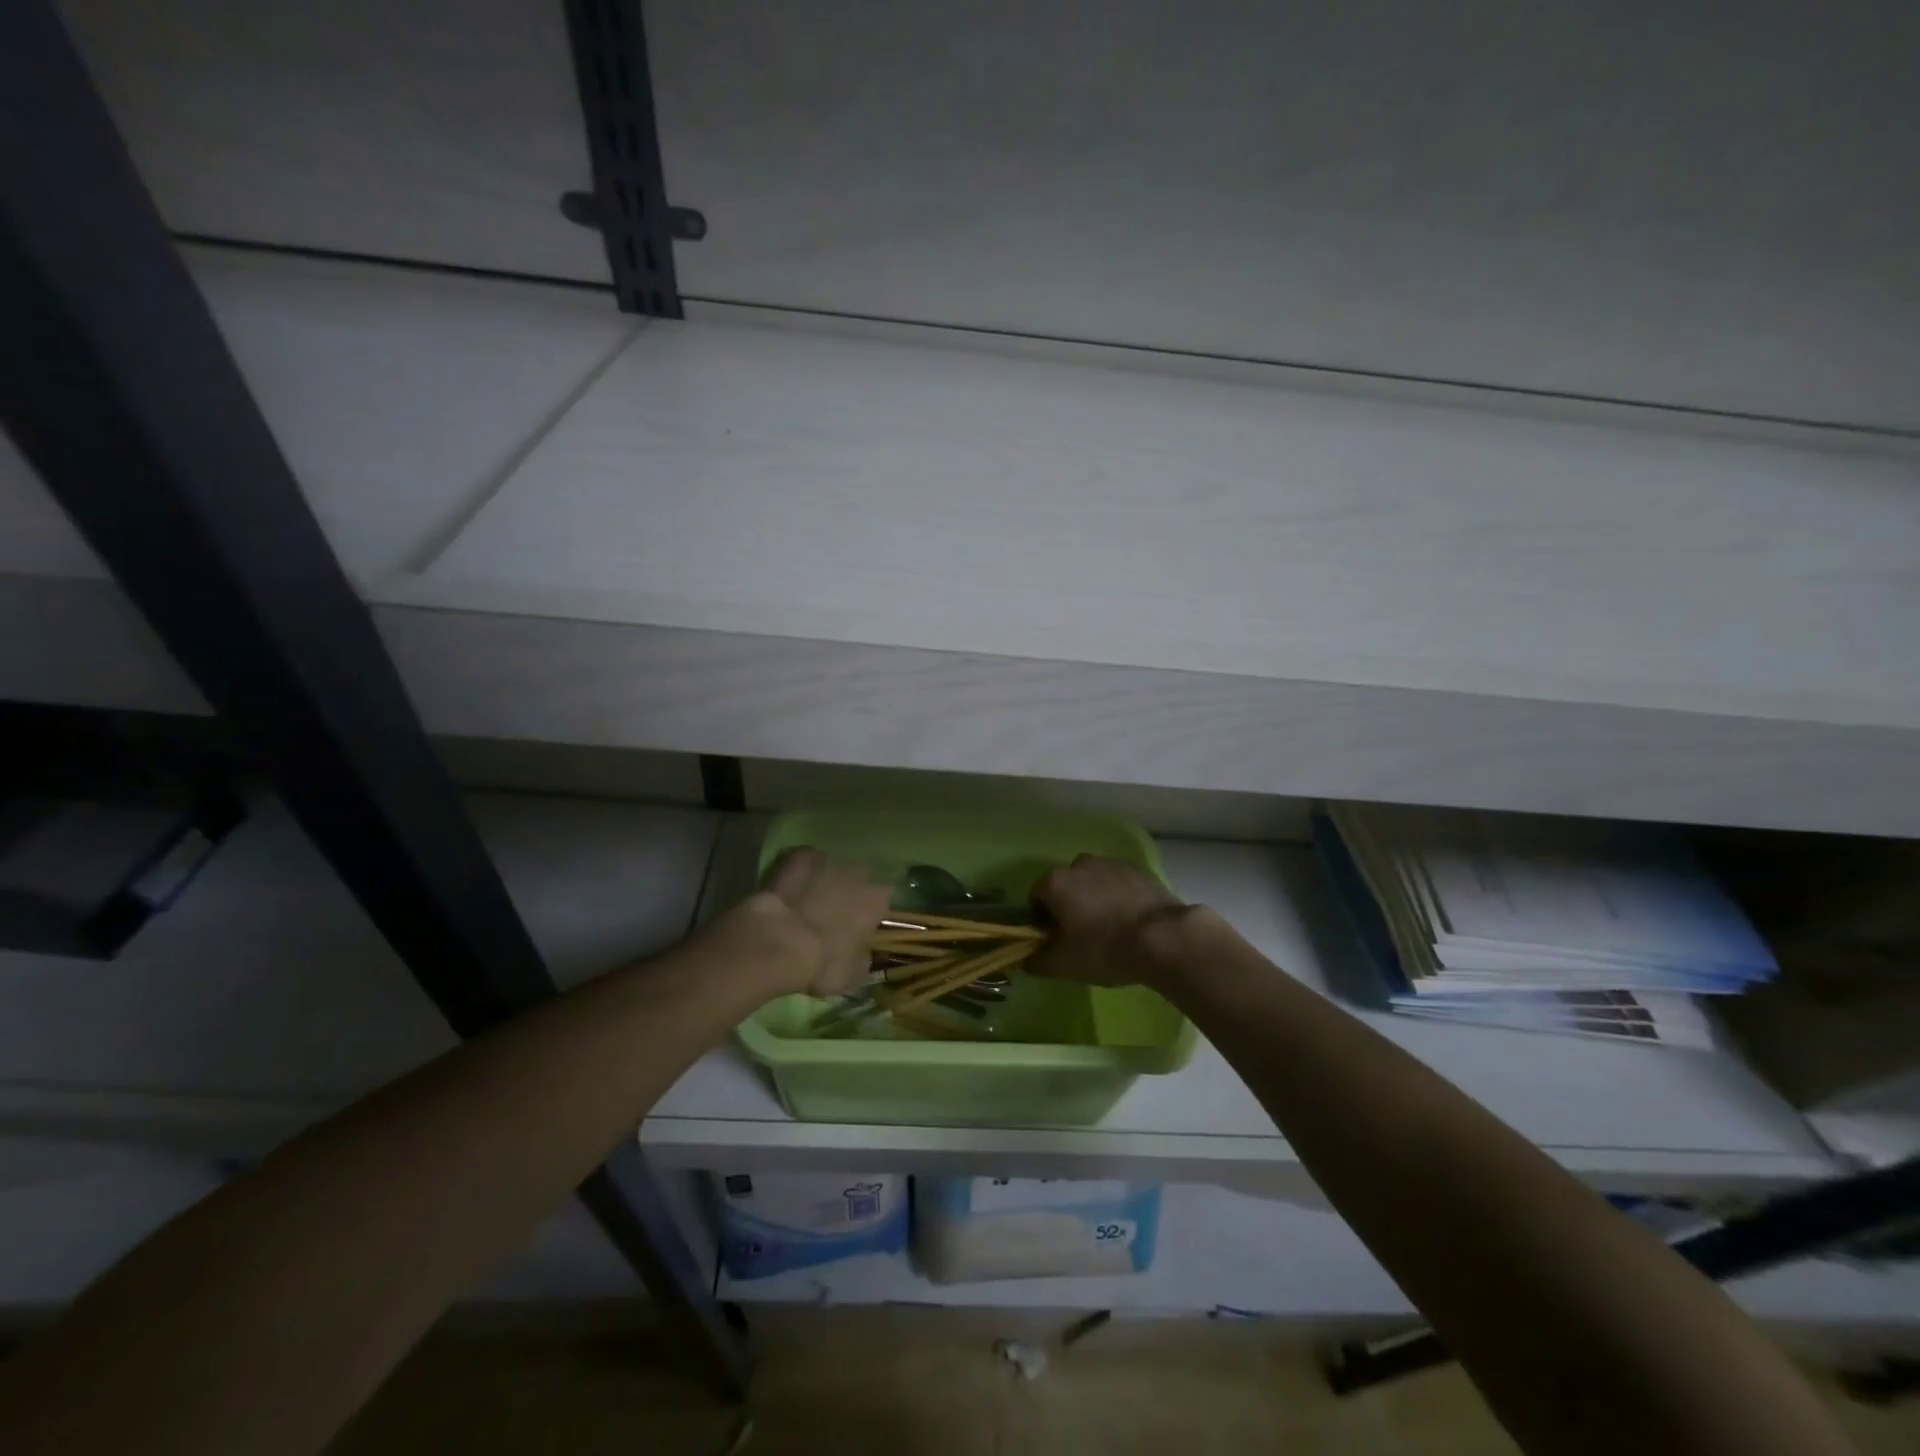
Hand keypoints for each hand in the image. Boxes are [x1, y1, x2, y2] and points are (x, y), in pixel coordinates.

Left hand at [722, 847, 890, 998]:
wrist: (778, 942)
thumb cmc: (823, 963)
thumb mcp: (852, 974)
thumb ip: (862, 957)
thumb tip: (862, 953)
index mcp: (877, 899)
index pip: (883, 899)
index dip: (870, 911)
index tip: (859, 924)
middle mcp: (859, 872)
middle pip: (858, 877)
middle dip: (847, 891)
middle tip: (831, 912)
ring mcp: (828, 859)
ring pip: (831, 867)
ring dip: (823, 879)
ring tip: (806, 899)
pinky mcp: (799, 855)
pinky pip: (803, 860)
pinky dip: (798, 871)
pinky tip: (787, 886)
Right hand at [1029, 854, 1192, 986]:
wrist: (1163, 938)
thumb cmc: (1105, 949)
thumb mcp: (1064, 965)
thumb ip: (1037, 961)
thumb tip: (1027, 958)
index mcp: (1056, 882)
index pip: (1036, 898)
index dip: (1042, 921)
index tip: (1057, 941)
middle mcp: (1079, 864)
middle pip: (1065, 886)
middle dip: (1069, 906)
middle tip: (1083, 936)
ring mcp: (1111, 863)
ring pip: (1093, 881)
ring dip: (1094, 898)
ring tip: (1111, 928)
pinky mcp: (1138, 868)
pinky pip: (1118, 882)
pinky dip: (1118, 895)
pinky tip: (1131, 920)